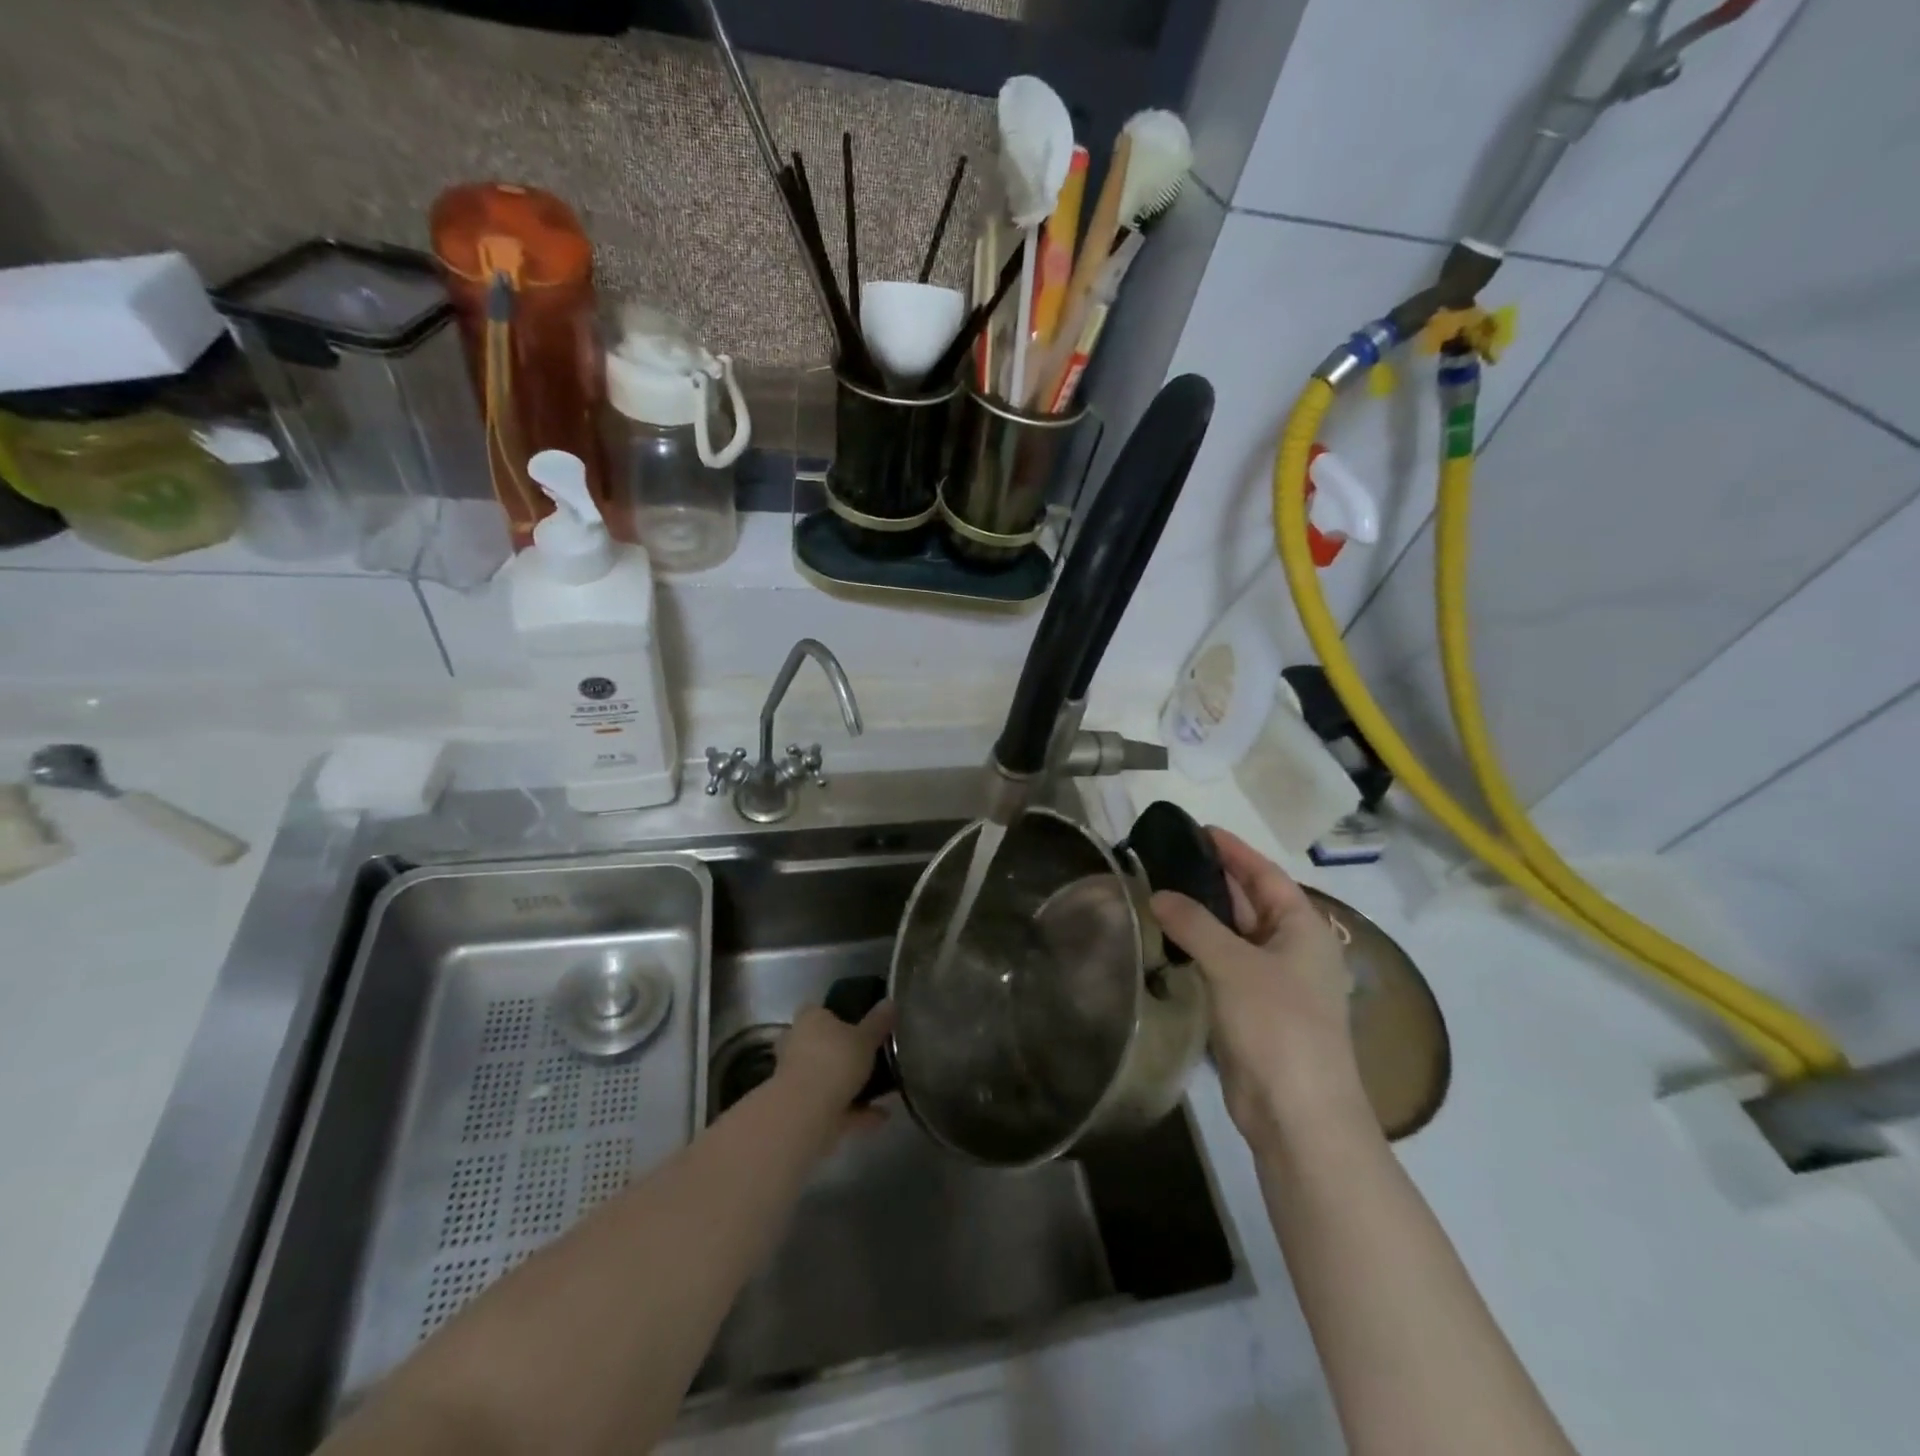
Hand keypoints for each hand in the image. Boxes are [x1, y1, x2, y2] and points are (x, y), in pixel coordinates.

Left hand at [774, 1001, 894, 1139]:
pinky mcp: (802, 1107)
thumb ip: (879, 1021)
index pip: (821, 1010)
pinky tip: (882, 1115)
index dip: (839, 1015)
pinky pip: (834, 1105)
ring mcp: (797, 1077)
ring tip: (884, 1088)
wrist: (805, 1113)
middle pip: (823, 1044)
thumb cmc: (835, 1060)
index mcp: (810, 1019)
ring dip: (851, 1084)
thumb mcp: (866, 1038)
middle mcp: (797, 1044)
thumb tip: (890, 1001)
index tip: (861, 1023)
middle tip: (873, 1056)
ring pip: (827, 1076)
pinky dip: (856, 1110)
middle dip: (844, 1052)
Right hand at [1152, 828, 1370, 1151]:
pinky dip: (1200, 949)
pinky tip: (1169, 940)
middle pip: (1251, 901)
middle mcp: (1293, 948)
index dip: (1233, 850)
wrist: (1297, 1112)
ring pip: (1235, 935)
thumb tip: (1158, 895)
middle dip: (1213, 880)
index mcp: (1304, 928)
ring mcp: (1275, 981)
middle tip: (1167, 857)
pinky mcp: (1255, 1009)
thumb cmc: (1276, 1024)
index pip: (1265, 874)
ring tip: (1159, 891)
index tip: (1198, 829)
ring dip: (1203, 916)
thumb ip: (1194, 924)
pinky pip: (1225, 965)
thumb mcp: (1233, 964)